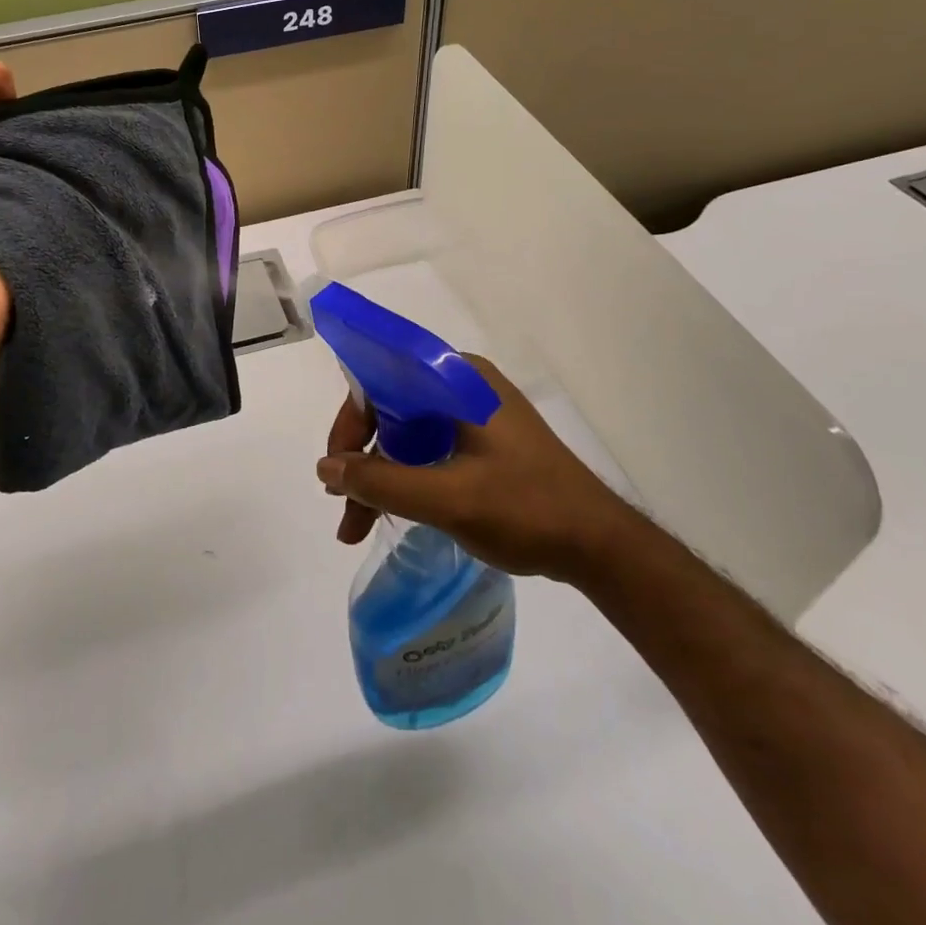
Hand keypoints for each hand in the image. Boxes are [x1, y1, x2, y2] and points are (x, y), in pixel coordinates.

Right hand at [317, 356, 635, 581]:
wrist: (600, 546)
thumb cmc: (527, 509)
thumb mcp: (447, 498)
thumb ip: (381, 482)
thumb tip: (325, 469)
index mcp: (456, 379)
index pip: (382, 379)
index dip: (351, 420)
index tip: (335, 466)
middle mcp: (460, 385)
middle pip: (389, 409)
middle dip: (360, 457)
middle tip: (339, 502)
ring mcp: (472, 414)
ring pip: (404, 434)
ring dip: (376, 476)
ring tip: (354, 526)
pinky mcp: (480, 441)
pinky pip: (425, 450)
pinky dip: (402, 480)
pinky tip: (385, 514)